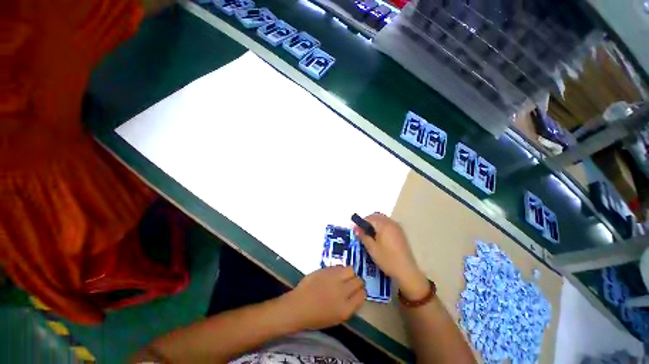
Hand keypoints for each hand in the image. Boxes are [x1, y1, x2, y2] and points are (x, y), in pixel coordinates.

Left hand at [285, 266, 364, 330]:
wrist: (298, 306)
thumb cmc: (316, 316)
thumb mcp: (337, 317)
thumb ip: (349, 305)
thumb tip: (356, 293)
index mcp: (345, 309)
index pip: (362, 295)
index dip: (361, 292)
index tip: (357, 292)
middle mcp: (342, 292)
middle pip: (358, 281)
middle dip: (357, 282)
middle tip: (351, 283)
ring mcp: (334, 279)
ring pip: (351, 270)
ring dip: (349, 274)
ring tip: (343, 277)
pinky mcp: (326, 270)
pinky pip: (339, 266)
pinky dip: (340, 270)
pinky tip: (335, 274)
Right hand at [354, 213, 428, 299]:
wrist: (406, 271)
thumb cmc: (387, 259)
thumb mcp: (372, 248)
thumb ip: (363, 236)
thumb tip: (355, 228)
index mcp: (384, 225)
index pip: (369, 218)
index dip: (361, 223)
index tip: (356, 231)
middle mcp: (391, 222)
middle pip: (376, 216)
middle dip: (368, 222)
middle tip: (363, 232)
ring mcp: (397, 227)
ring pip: (383, 220)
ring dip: (375, 224)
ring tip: (370, 235)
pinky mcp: (400, 232)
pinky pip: (388, 224)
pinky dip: (382, 227)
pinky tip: (380, 237)